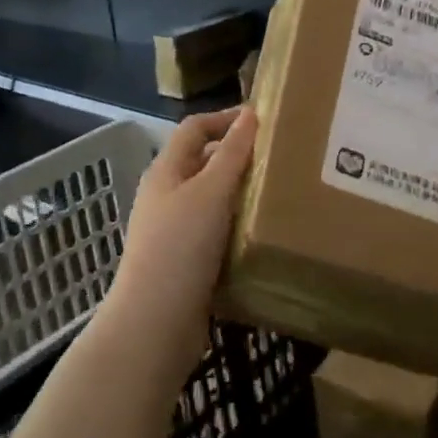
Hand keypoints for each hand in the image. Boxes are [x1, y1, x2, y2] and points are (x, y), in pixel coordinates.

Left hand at [106, 107, 256, 362]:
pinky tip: (263, 234)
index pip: (195, 128)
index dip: (226, 118)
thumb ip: (232, 153)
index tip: (265, 120)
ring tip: (281, 194)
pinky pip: (216, 231)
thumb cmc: (181, 247)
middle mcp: (166, 195)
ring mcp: (173, 230)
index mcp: (166, 171)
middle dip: (238, 156)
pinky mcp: (185, 261)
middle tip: (280, 158)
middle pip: (204, 162)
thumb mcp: (211, 192)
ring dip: (241, 193)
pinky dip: (238, 226)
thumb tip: (251, 113)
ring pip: (212, 199)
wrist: (155, 323)